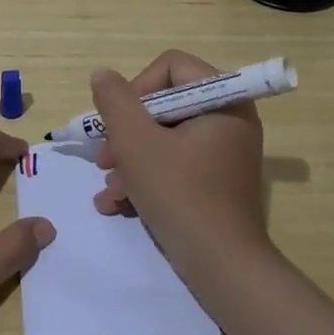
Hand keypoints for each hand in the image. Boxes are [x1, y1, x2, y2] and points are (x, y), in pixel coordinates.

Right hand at [91, 50, 271, 288]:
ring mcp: (226, 151)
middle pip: (164, 104)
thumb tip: (103, 75)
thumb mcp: (136, 142)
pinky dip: (148, 177)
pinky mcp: (217, 180)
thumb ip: (115, 101)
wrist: (222, 267)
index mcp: (223, 99)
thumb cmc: (180, 194)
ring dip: (131, 160)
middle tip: (105, 160)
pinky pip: (177, 163)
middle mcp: (230, 118)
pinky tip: (120, 204)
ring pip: (165, 137)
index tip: (119, 124)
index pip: (171, 66)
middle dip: (128, 133)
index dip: (137, 89)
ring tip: (109, 190)